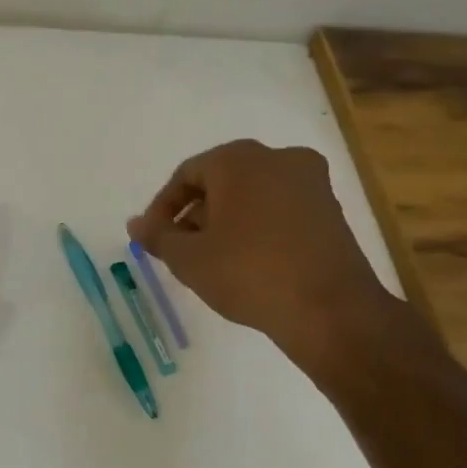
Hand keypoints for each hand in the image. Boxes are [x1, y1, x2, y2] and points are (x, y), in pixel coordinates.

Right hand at [128, 140, 394, 366]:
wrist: (329, 309)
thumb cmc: (247, 273)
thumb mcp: (188, 258)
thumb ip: (157, 236)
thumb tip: (136, 223)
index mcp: (239, 160)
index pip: (186, 174)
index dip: (162, 207)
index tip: (153, 238)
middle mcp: (278, 158)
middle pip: (221, 181)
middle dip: (195, 214)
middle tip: (179, 249)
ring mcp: (311, 182)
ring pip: (251, 195)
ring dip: (224, 221)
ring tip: (210, 260)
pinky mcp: (330, 209)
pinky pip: (278, 208)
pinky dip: (255, 227)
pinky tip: (245, 262)